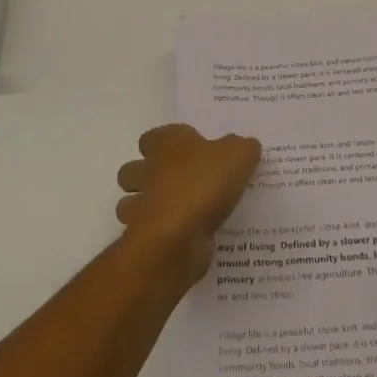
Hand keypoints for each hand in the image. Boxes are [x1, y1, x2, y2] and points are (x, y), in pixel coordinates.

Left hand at [116, 124, 261, 286]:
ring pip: (130, 203)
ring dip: (147, 207)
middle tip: (180, 184)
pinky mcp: (143, 239)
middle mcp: (146, 171)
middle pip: (134, 169)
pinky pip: (146, 233)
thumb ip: (242, 148)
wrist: (179, 236)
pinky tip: (184, 238)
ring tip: (179, 213)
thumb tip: (246, 146)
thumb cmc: (204, 183)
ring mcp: (140, 206)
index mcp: (165, 144)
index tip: (187, 153)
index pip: (152, 137)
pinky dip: (160, 235)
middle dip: (147, 176)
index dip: (166, 144)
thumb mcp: (238, 155)